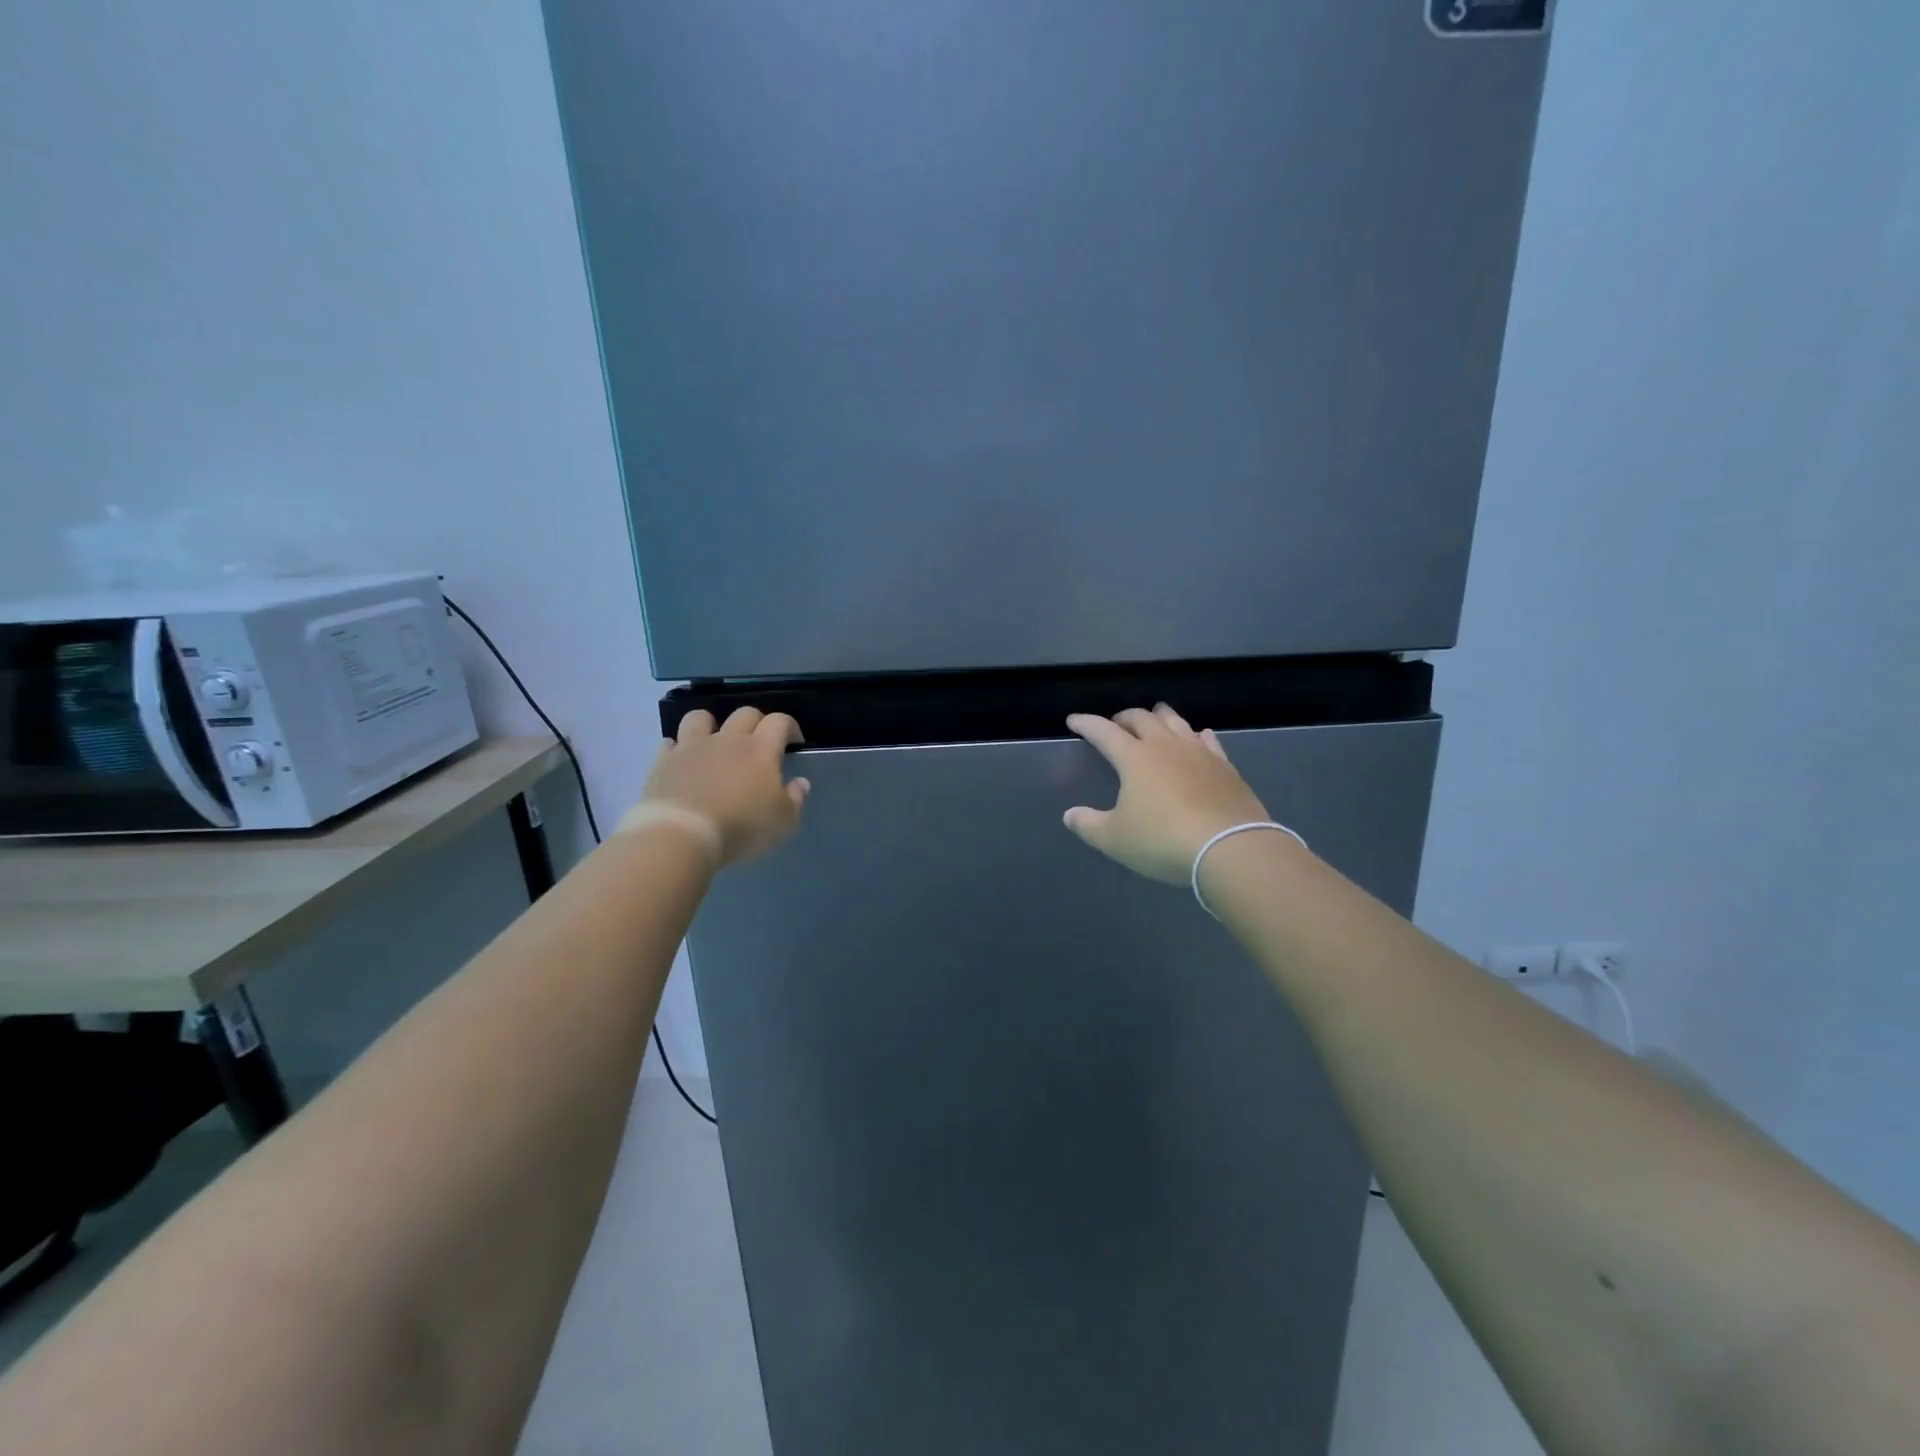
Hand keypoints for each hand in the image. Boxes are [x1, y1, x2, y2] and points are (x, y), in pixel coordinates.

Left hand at [626, 707, 809, 867]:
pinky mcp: (663, 761)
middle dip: (756, 722)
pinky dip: (677, 749)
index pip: (780, 721)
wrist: (681, 834)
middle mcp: (728, 739)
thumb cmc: (740, 827)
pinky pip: (669, 744)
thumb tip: (800, 782)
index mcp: (760, 749)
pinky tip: (682, 762)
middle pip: (745, 713)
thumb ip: (795, 799)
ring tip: (714, 741)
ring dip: (710, 724)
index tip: (794, 742)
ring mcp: (692, 747)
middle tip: (759, 743)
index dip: (790, 727)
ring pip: (700, 718)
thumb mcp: (783, 822)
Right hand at [1063, 705, 1269, 883]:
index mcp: (1134, 758)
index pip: (1103, 731)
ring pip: (1176, 722)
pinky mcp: (1225, 767)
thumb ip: (1088, 825)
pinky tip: (1199, 736)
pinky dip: (1197, 735)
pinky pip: (1208, 740)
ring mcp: (1199, 753)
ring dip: (1160, 716)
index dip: (1086, 724)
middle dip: (1123, 717)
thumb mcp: (1115, 839)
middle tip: (1115, 724)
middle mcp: (1166, 746)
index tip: (1073, 720)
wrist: (1229, 848)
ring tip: (1154, 717)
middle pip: (1142, 719)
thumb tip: (1070, 815)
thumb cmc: (1162, 840)